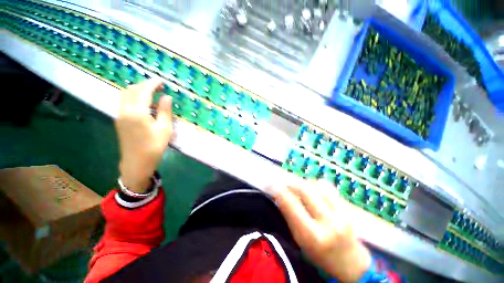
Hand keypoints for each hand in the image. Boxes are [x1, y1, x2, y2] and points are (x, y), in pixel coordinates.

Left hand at [115, 79, 172, 192]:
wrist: (137, 162)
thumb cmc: (154, 146)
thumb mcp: (164, 129)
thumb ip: (165, 111)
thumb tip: (167, 96)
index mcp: (137, 112)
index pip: (143, 91)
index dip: (153, 83)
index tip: (162, 81)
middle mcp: (124, 110)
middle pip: (131, 89)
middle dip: (145, 85)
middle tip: (158, 87)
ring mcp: (119, 115)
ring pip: (125, 94)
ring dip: (138, 90)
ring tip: (152, 93)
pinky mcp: (119, 120)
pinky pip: (124, 102)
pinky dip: (133, 97)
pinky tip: (144, 103)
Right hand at [275, 180, 371, 281]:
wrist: (351, 261)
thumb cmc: (320, 255)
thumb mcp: (300, 240)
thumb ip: (290, 216)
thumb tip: (280, 195)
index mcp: (312, 236)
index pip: (291, 205)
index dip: (279, 191)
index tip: (271, 184)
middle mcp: (327, 222)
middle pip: (304, 189)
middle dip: (291, 183)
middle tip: (285, 184)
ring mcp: (340, 213)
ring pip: (316, 185)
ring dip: (304, 183)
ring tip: (300, 189)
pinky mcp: (347, 207)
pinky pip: (328, 186)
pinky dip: (316, 184)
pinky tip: (313, 190)